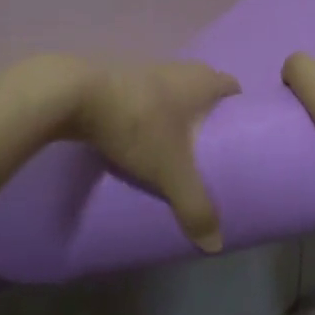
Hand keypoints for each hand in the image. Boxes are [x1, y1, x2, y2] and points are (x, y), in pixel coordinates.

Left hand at [63, 59, 240, 251]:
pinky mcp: (118, 79)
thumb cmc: (138, 124)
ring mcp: (146, 70)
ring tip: (174, 150)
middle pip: (202, 89)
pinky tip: (140, 140)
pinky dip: (148, 115)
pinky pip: (145, 98)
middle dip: (206, 116)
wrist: (76, 95)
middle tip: (208, 150)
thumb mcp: (170, 170)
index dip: (238, 110)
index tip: (238, 137)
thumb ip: (195, 206)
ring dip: (175, 115)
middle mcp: (179, 68)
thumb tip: (215, 245)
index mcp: (201, 80)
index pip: (232, 88)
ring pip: (172, 93)